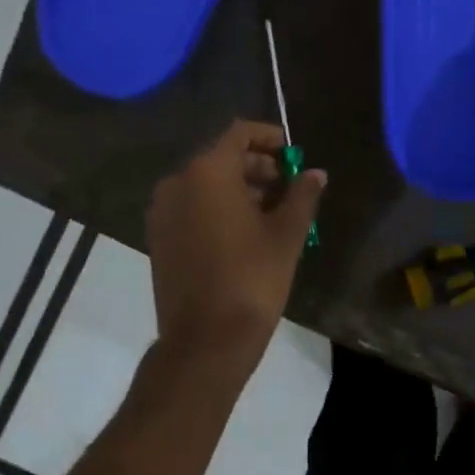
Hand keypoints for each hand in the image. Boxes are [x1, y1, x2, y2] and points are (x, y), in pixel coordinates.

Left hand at [146, 120, 325, 372]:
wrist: (206, 339)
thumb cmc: (252, 279)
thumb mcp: (286, 235)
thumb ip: (302, 195)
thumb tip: (315, 173)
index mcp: (208, 172)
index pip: (239, 134)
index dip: (269, 137)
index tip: (293, 152)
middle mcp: (178, 182)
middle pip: (221, 158)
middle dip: (256, 167)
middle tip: (288, 186)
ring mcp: (163, 211)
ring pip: (205, 184)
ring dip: (239, 189)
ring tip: (273, 212)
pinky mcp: (158, 237)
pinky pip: (191, 207)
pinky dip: (217, 208)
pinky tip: (245, 231)